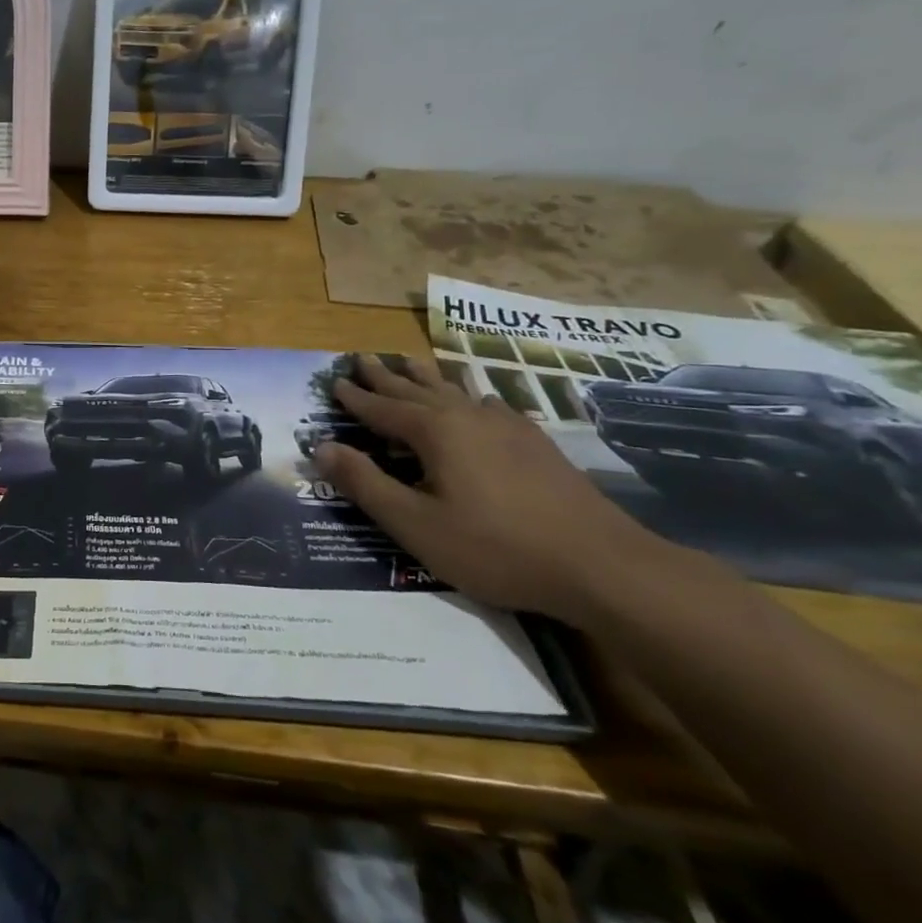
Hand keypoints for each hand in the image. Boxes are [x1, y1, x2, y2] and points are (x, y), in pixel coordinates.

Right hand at [315, 355, 654, 619]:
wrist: (601, 565)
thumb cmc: (495, 547)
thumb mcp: (414, 524)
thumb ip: (365, 483)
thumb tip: (320, 446)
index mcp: (435, 432)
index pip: (382, 408)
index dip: (355, 397)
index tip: (333, 381)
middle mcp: (467, 417)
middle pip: (416, 389)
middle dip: (385, 376)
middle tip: (362, 357)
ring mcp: (507, 427)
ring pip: (455, 391)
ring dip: (425, 377)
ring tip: (409, 362)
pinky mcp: (537, 444)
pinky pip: (490, 405)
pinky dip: (470, 396)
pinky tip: (479, 401)